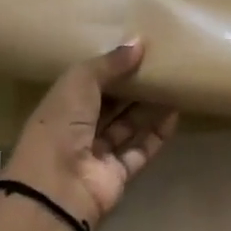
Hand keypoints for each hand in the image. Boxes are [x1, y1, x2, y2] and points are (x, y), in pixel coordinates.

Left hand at [2, 39, 180, 230]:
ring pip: (127, 126)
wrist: (57, 188)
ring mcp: (97, 154)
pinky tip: (174, 115)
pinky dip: (156, 135)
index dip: (110, 68)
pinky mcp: (117, 175)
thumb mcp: (79, 83)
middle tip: (161, 65)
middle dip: (132, 87)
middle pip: (110, 105)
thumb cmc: (60, 126)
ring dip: (148, 109)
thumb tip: (139, 43)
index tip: (136, 50)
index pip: (87, 83)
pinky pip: (140, 151)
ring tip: (173, 84)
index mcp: (60, 105)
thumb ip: (109, 63)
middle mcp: (77, 129)